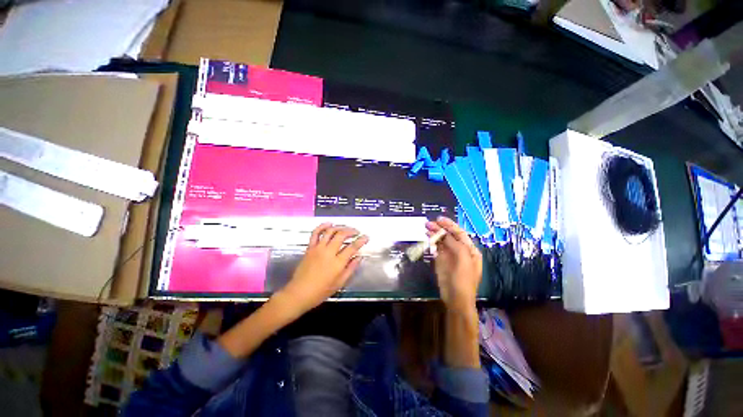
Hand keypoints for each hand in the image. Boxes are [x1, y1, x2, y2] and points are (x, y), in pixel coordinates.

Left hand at [274, 223, 368, 316]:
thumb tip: (359, 257)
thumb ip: (351, 268)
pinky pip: (316, 233)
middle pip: (342, 235)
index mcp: (337, 263)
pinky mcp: (310, 247)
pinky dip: (323, 226)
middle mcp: (328, 252)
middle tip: (357, 232)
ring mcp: (318, 248)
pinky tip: (329, 224)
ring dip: (340, 227)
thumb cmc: (321, 291)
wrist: (299, 293)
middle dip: (351, 231)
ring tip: (346, 229)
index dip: (361, 240)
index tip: (366, 237)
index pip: (352, 247)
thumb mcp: (340, 283)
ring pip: (330, 231)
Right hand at [426, 217, 481, 313]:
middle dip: (440, 228)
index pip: (459, 233)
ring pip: (442, 241)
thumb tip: (444, 233)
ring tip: (426, 228)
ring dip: (435, 234)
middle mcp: (460, 251)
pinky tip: (427, 238)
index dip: (450, 225)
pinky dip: (432, 242)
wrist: (456, 299)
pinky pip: (437, 249)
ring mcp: (450, 256)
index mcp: (470, 250)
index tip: (439, 219)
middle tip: (428, 223)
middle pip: (450, 236)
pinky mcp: (441, 261)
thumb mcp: (462, 259)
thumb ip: (455, 243)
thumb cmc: (463, 279)